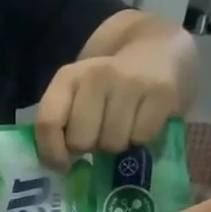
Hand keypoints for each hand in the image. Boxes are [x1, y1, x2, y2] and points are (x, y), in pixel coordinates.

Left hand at [34, 37, 192, 165]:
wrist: (156, 45)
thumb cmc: (108, 82)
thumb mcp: (76, 93)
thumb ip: (61, 123)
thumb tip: (60, 166)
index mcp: (68, 77)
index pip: (48, 123)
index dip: (52, 152)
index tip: (64, 163)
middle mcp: (97, 75)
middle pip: (81, 141)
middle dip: (90, 145)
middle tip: (100, 132)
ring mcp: (131, 82)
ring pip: (112, 143)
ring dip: (117, 144)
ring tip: (124, 126)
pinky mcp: (162, 92)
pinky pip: (142, 138)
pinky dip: (142, 138)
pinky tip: (143, 121)